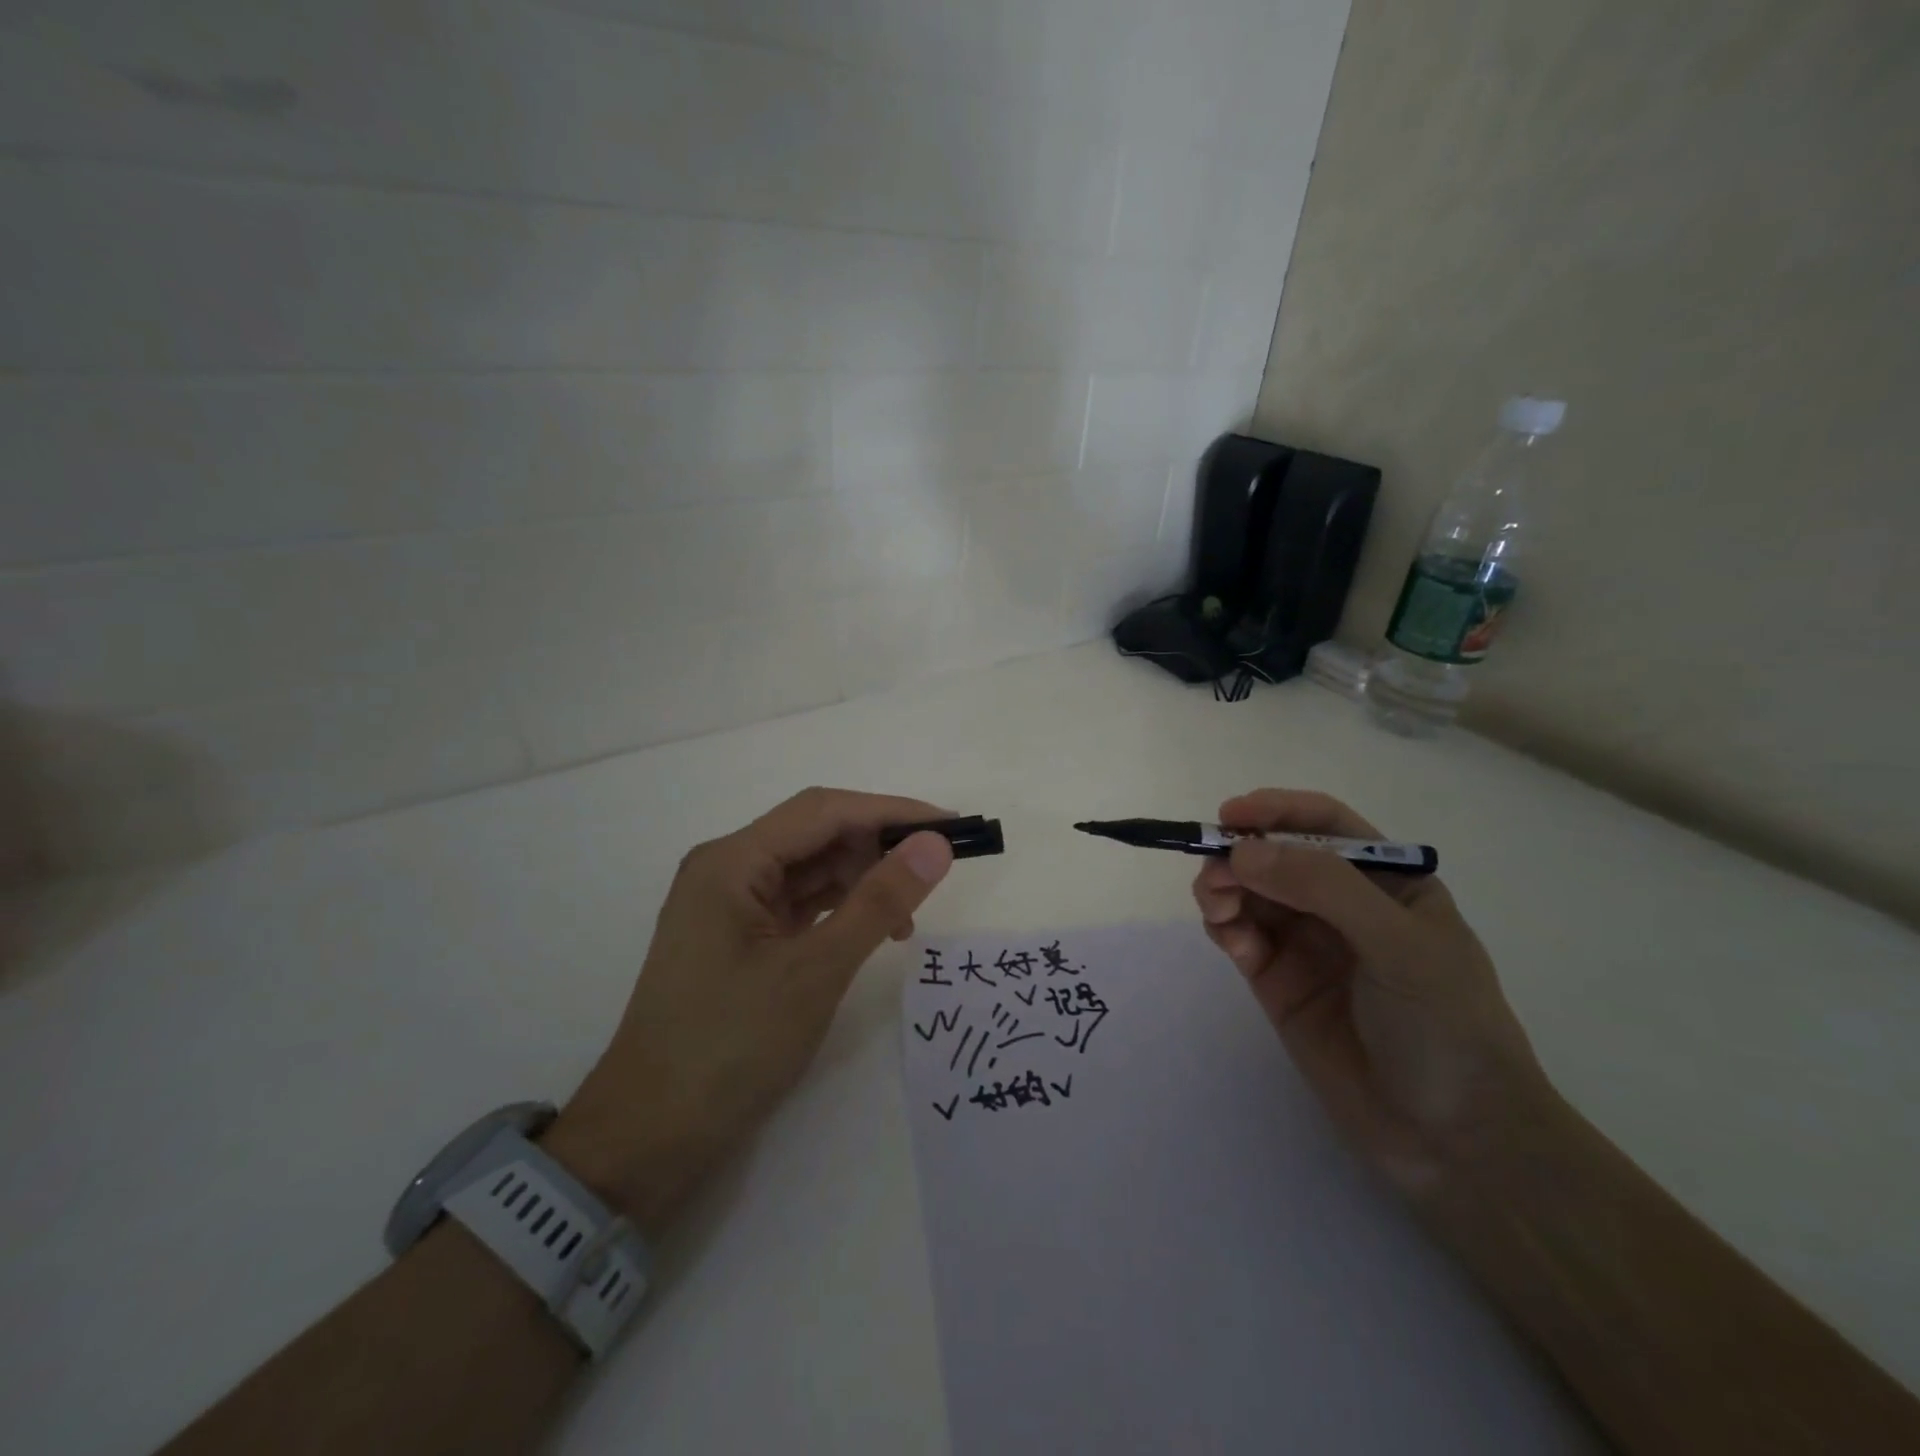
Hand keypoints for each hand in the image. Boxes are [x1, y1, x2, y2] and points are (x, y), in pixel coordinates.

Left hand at [546, 788, 954, 1236]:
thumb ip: (879, 901)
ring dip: (861, 882)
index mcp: (732, 862)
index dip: (892, 811)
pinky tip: (872, 931)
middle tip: (935, 874)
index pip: (825, 811)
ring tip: (908, 917)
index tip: (950, 826)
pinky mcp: (738, 939)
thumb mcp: (815, 971)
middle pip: (816, 835)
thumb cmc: (729, 1047)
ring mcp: (729, 906)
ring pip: (810, 871)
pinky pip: (799, 905)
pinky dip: (839, 911)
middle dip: (878, 848)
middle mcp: (727, 870)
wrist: (648, 1139)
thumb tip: (936, 845)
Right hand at [1192, 789, 1549, 1194]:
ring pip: (1249, 894)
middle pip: (1276, 856)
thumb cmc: (1447, 1026)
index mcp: (1388, 881)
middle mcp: (1343, 905)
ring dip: (1224, 889)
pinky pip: (1241, 937)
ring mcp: (1308, 944)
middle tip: (1214, 875)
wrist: (1456, 1141)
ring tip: (1217, 909)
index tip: (1230, 815)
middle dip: (1240, 855)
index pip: (1325, 825)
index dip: (1277, 811)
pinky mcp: (1278, 983)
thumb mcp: (1398, 943)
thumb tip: (1240, 851)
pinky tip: (1228, 939)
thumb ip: (1322, 888)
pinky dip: (1225, 928)